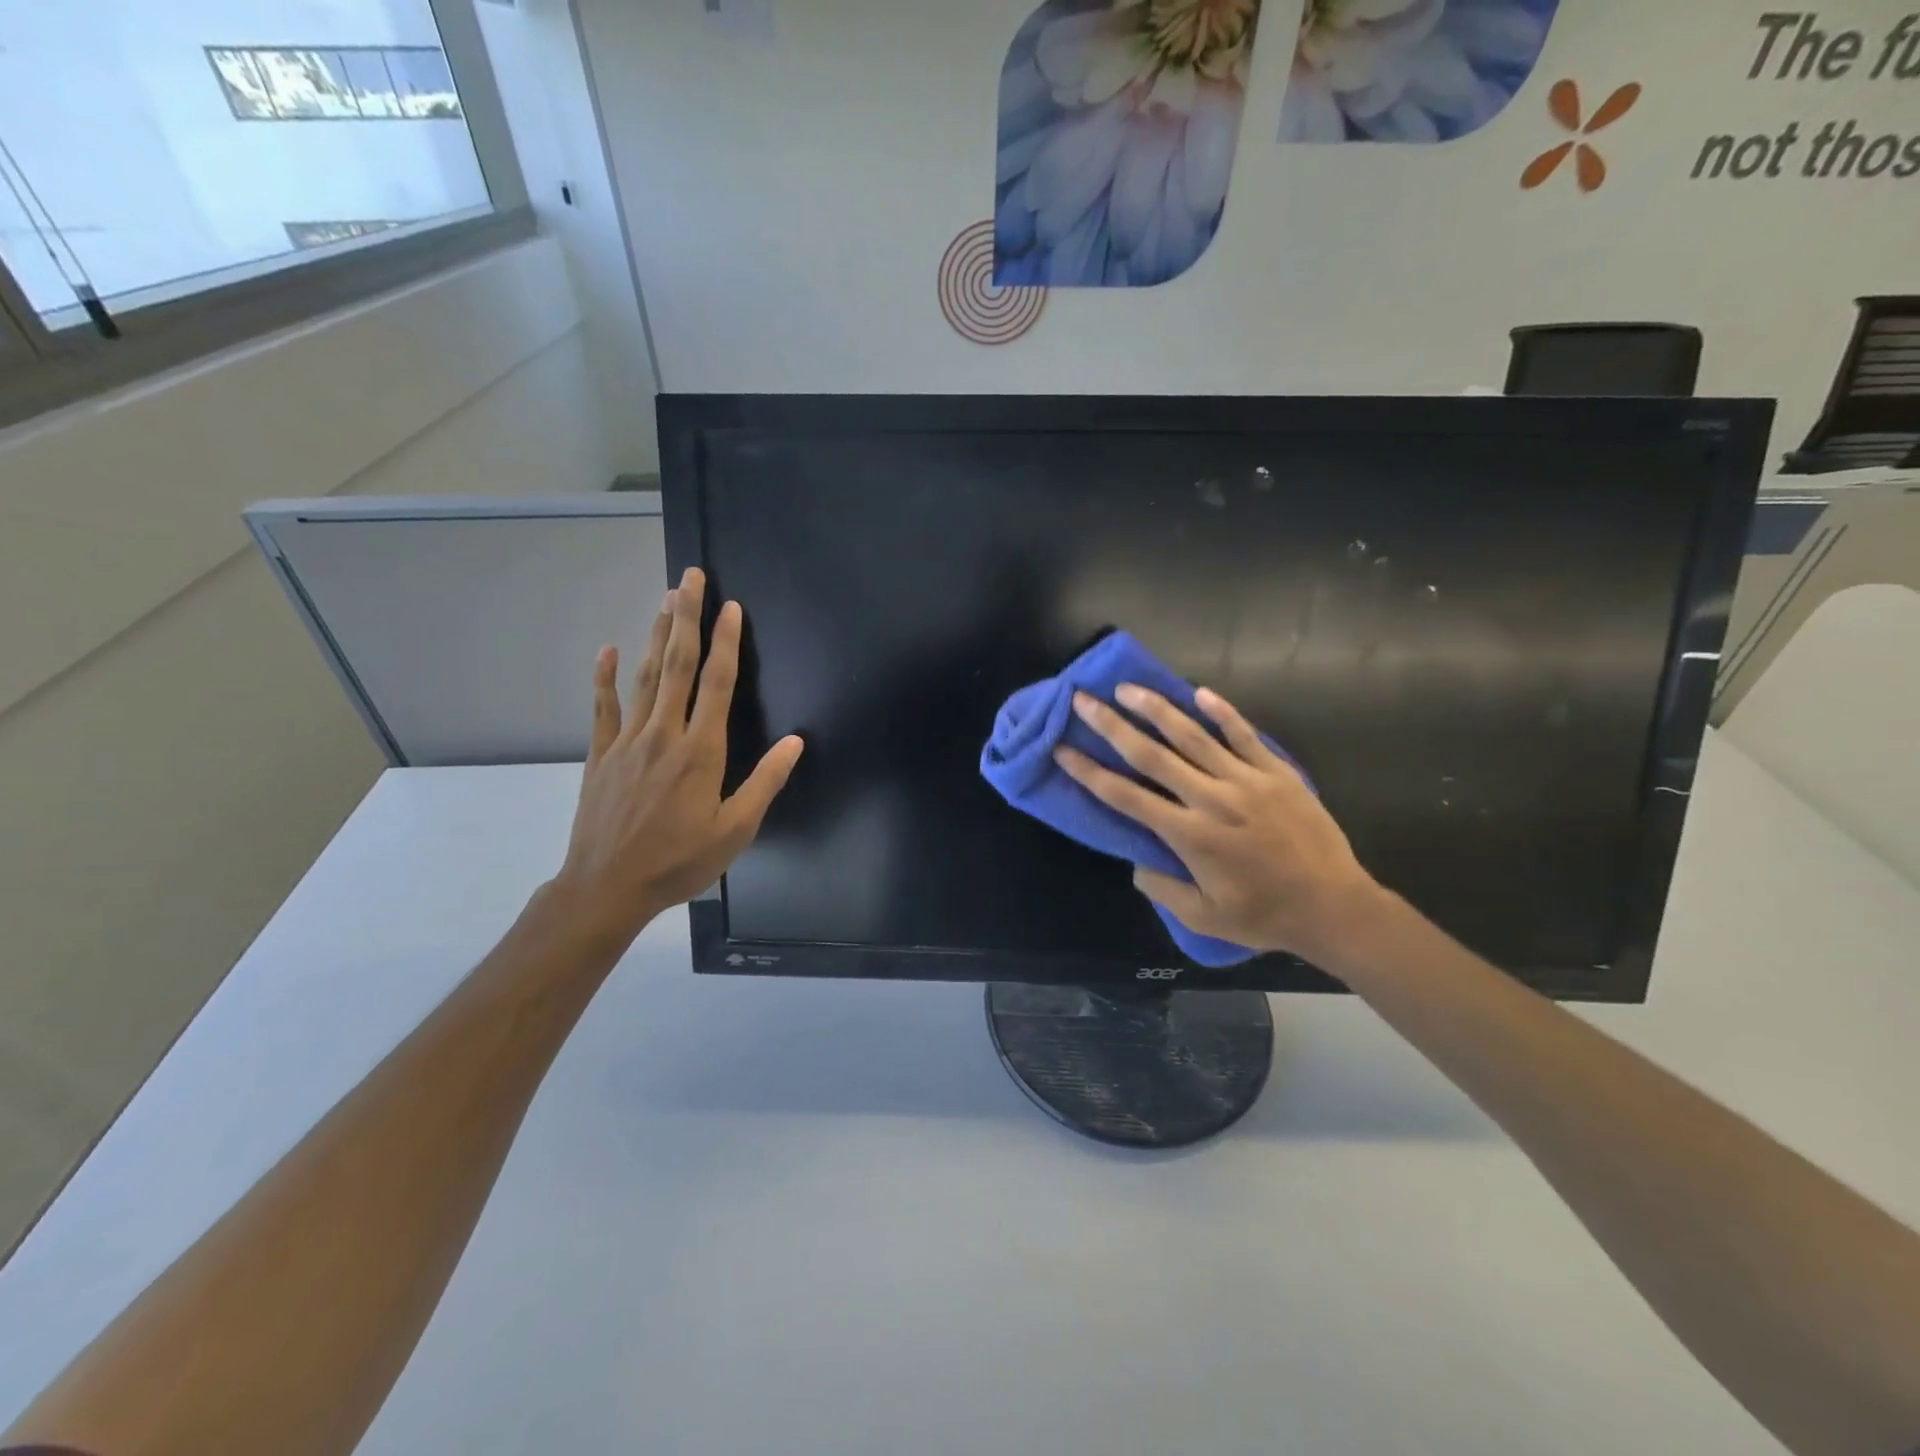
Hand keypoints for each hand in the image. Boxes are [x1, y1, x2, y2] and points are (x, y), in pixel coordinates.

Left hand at [551, 568, 803, 949]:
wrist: (607, 887)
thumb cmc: (679, 861)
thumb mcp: (736, 830)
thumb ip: (765, 782)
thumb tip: (796, 741)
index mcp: (700, 751)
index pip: (716, 684)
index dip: (725, 642)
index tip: (730, 608)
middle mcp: (663, 734)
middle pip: (677, 666)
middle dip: (687, 618)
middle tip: (690, 578)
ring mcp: (627, 741)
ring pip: (645, 678)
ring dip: (657, 636)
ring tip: (666, 599)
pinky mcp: (601, 754)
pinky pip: (603, 707)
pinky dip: (605, 677)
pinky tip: (609, 649)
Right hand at [1055, 684, 1383, 965]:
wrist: (1334, 906)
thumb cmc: (1265, 915)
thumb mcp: (1204, 917)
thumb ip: (1163, 889)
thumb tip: (1137, 862)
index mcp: (1189, 835)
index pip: (1126, 797)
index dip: (1089, 772)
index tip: (1063, 749)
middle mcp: (1211, 799)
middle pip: (1152, 755)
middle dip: (1112, 726)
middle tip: (1084, 699)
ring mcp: (1247, 780)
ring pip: (1193, 735)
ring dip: (1157, 708)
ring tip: (1128, 687)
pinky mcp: (1277, 772)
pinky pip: (1244, 734)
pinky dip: (1221, 712)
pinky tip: (1199, 692)